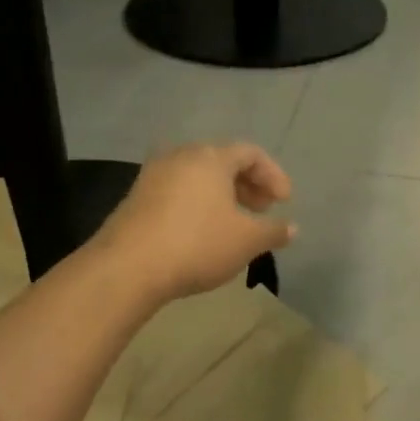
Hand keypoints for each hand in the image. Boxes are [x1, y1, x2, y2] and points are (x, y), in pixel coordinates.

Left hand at [94, 142, 295, 300]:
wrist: (127, 267)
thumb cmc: (197, 244)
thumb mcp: (246, 241)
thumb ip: (273, 231)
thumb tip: (291, 228)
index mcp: (210, 157)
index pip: (250, 153)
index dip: (273, 175)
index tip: (284, 202)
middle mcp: (180, 156)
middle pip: (222, 161)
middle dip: (248, 185)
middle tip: (262, 210)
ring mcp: (153, 175)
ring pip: (198, 177)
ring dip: (222, 196)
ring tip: (234, 224)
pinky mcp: (136, 198)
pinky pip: (177, 192)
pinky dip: (198, 205)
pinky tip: (202, 233)